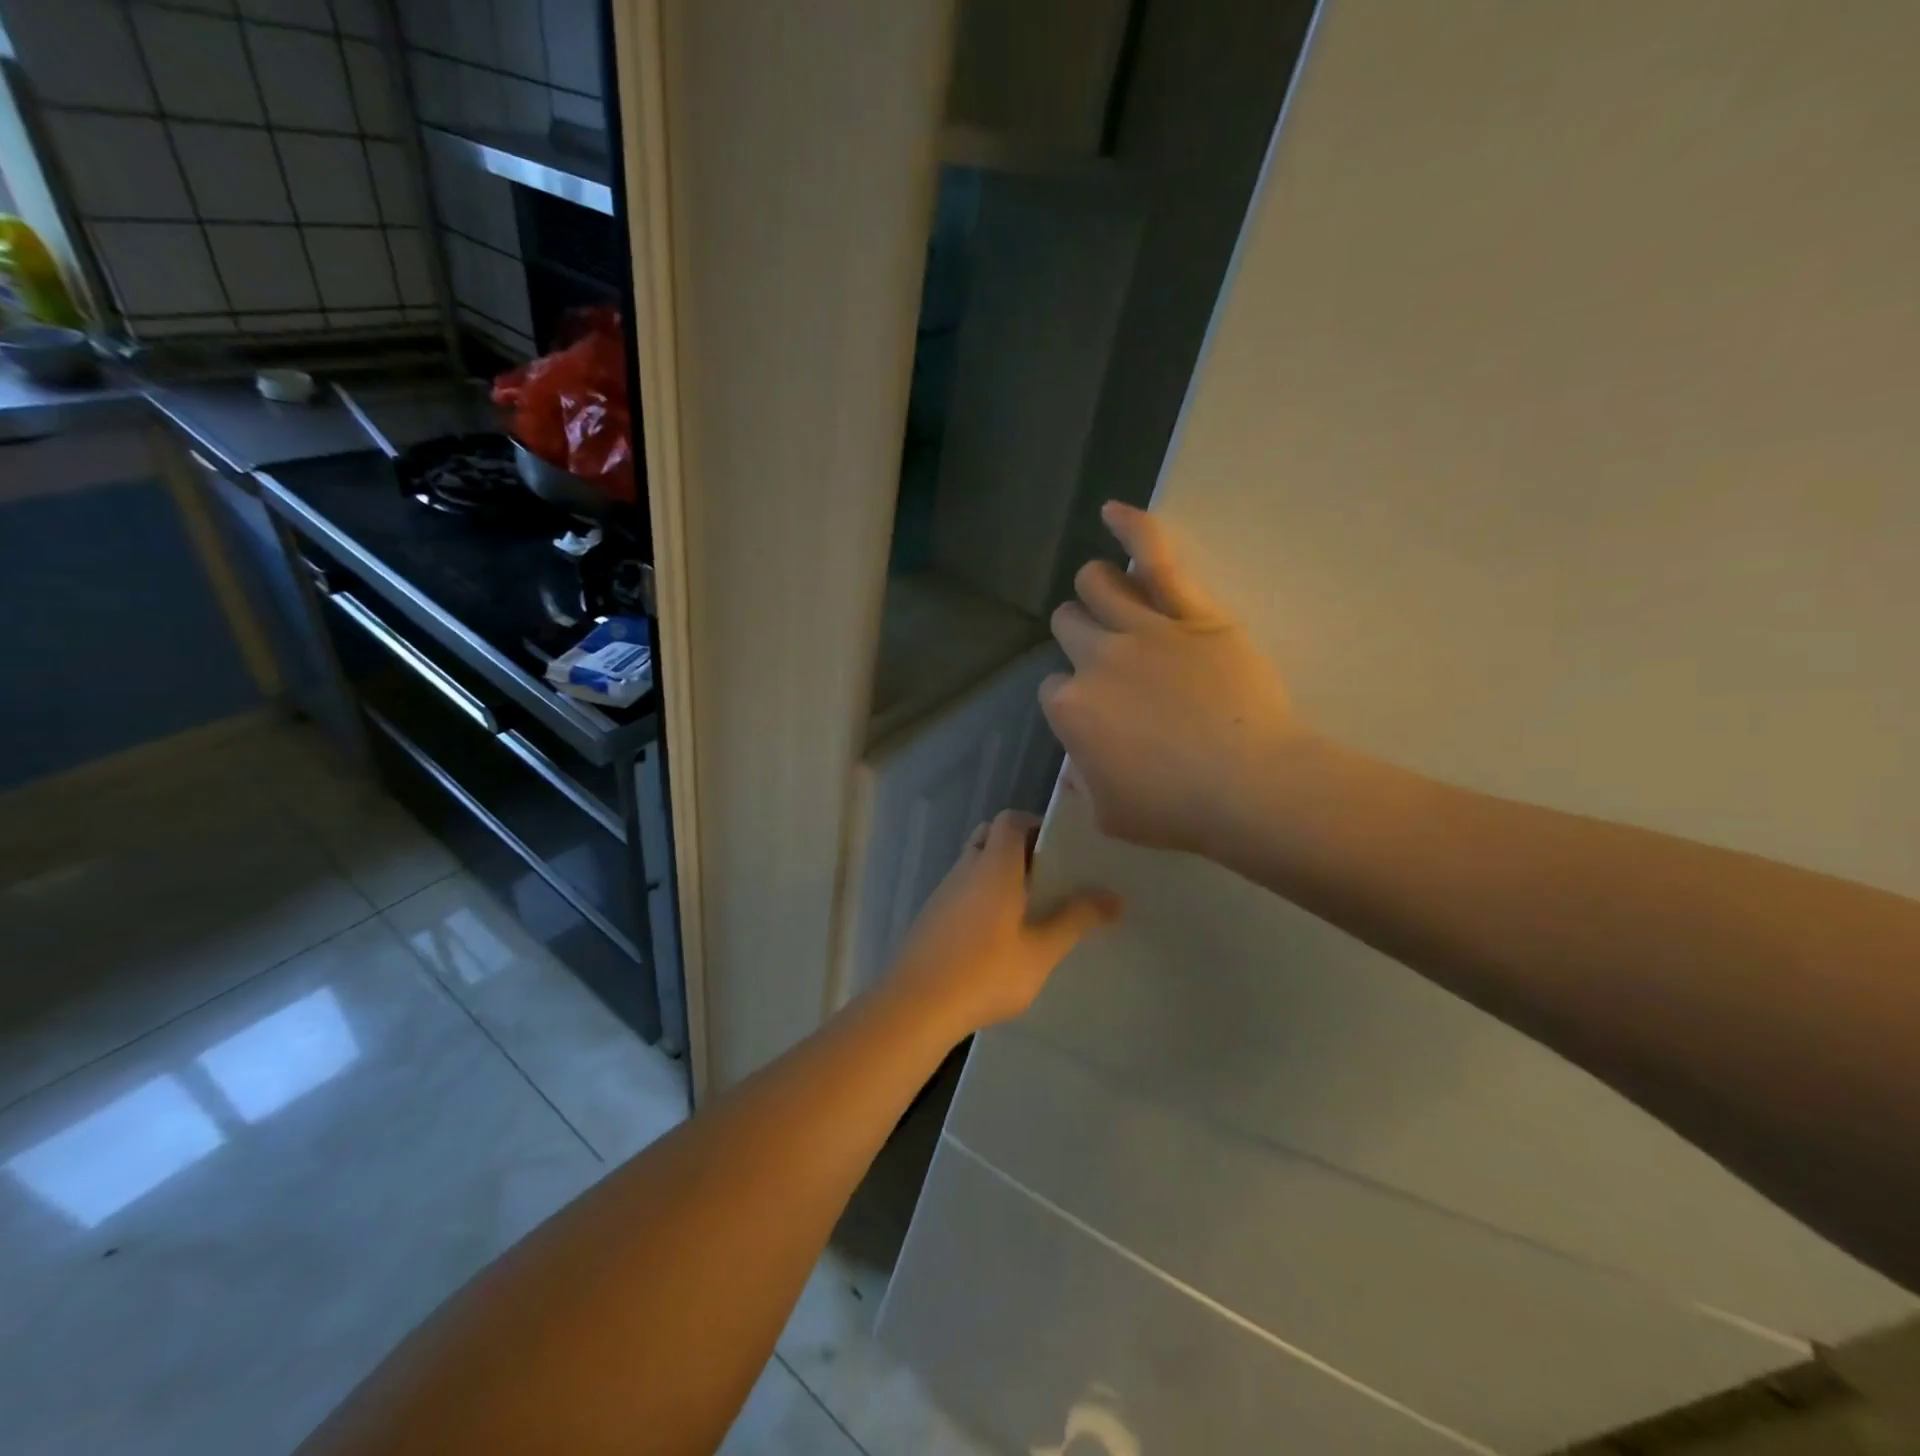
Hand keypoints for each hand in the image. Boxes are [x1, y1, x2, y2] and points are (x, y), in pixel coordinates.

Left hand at [891, 810, 1119, 1032]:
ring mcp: (944, 891)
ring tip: (1030, 907)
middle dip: (1019, 848)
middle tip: (1048, 876)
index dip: (1036, 825)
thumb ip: (1076, 921)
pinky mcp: (932, 915)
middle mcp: (966, 868)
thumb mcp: (1040, 952)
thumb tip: (1115, 898)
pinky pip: (962, 889)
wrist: (916, 1005)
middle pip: (991, 837)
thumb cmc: (985, 973)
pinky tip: (998, 933)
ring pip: (975, 863)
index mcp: (994, 866)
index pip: (1011, 820)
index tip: (1061, 849)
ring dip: (999, 873)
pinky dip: (982, 895)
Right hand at [1041, 502, 1306, 854]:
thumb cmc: (1177, 810)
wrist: (1249, 787)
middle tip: (1108, 659)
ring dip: (1097, 588)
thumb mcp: (1110, 815)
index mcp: (1070, 709)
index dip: (1074, 702)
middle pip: (1068, 625)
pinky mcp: (1191, 613)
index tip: (1099, 717)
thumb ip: (1083, 783)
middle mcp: (1095, 659)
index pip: (1054, 689)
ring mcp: (1142, 630)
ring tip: (1110, 594)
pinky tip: (1114, 511)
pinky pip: (1158, 558)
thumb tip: (1076, 764)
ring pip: (1097, 584)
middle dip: (1078, 636)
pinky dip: (1134, 529)